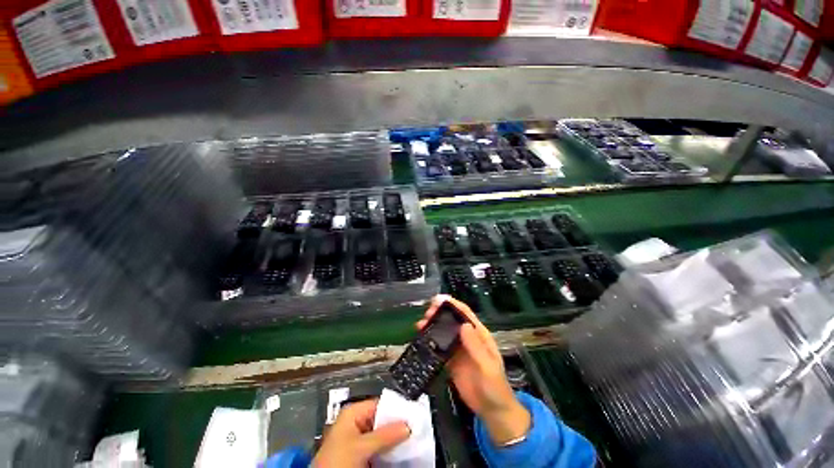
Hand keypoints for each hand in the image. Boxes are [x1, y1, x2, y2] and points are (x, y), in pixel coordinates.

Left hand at [312, 399, 409, 467]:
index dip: (396, 409)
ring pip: (382, 434)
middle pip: (382, 419)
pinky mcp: (360, 453)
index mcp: (354, 412)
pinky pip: (378, 447)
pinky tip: (399, 450)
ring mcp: (358, 438)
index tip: (413, 415)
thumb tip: (408, 425)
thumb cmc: (338, 460)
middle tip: (415, 428)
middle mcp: (357, 421)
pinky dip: (388, 449)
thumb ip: (384, 435)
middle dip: (396, 425)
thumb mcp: (361, 447)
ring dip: (394, 438)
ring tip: (411, 438)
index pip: (380, 404)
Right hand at [417, 295, 530, 445]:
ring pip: (444, 332)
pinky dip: (430, 342)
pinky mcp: (451, 361)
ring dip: (432, 326)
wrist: (492, 411)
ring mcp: (458, 349)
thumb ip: (475, 346)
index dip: (452, 304)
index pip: (465, 313)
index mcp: (479, 335)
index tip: (438, 299)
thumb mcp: (487, 366)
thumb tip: (463, 325)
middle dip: (439, 313)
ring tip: (420, 325)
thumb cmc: (494, 386)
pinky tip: (421, 340)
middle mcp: (467, 338)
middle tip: (426, 314)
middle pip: (452, 320)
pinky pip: (439, 347)